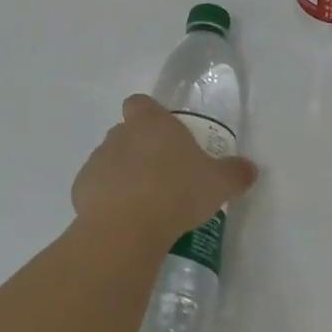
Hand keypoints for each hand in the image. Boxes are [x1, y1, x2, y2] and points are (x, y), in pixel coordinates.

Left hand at [72, 96, 258, 243]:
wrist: (127, 227)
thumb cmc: (176, 192)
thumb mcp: (218, 183)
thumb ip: (234, 173)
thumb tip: (250, 168)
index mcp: (150, 123)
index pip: (140, 103)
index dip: (149, 116)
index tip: (163, 137)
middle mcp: (119, 134)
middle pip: (125, 132)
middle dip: (139, 149)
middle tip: (161, 176)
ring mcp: (97, 160)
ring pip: (110, 160)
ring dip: (122, 175)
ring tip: (144, 205)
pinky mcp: (81, 188)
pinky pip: (96, 188)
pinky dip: (106, 200)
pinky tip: (124, 221)